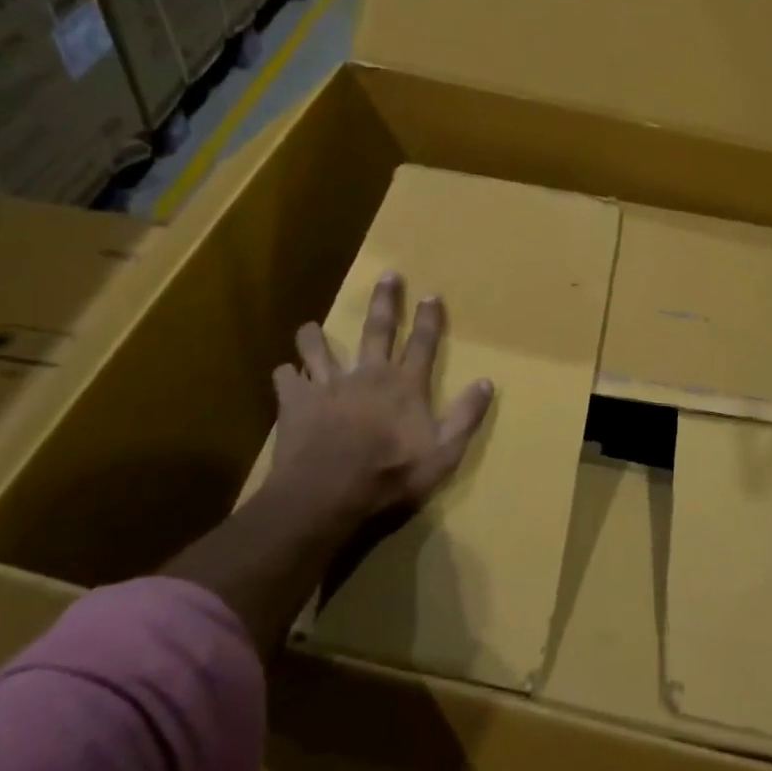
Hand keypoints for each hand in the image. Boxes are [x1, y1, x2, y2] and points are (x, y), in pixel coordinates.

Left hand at [273, 271, 495, 534]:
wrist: (327, 494)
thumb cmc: (390, 477)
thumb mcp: (443, 454)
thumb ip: (465, 416)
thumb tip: (487, 382)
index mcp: (404, 385)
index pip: (423, 343)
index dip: (429, 319)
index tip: (431, 294)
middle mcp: (368, 374)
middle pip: (378, 329)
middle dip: (385, 302)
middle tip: (388, 276)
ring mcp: (329, 385)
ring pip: (319, 349)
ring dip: (315, 337)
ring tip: (310, 327)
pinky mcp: (296, 401)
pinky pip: (286, 379)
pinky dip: (285, 375)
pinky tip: (284, 375)